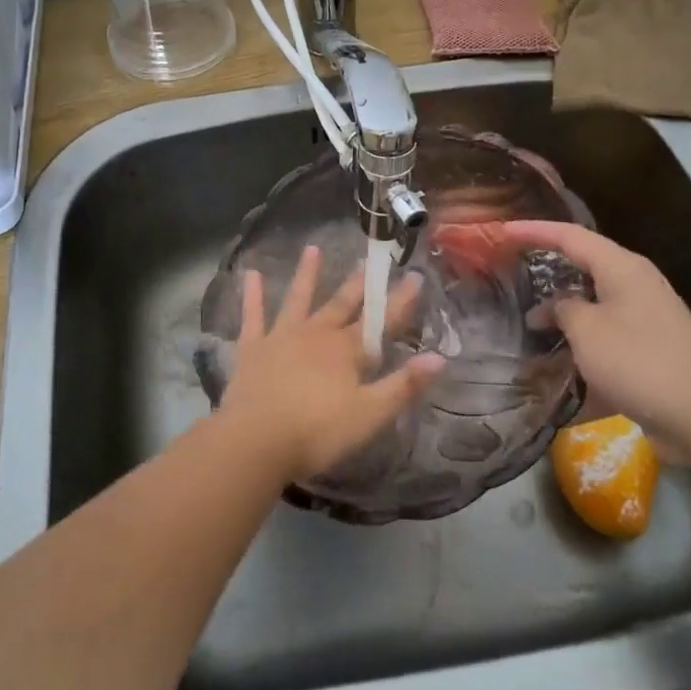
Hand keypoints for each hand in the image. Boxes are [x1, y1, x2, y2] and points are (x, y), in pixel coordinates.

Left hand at [217, 245, 444, 483]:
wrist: (256, 441)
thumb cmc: (318, 433)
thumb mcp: (370, 415)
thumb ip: (404, 385)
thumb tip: (440, 357)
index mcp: (347, 351)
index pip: (381, 321)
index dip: (401, 300)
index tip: (416, 276)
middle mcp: (316, 334)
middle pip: (342, 304)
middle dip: (359, 283)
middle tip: (369, 259)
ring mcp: (282, 337)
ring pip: (298, 299)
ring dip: (307, 274)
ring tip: (312, 248)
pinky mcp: (253, 348)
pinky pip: (253, 316)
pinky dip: (253, 295)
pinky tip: (251, 274)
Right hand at [498, 220, 690, 452]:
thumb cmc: (640, 360)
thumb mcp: (587, 329)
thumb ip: (563, 309)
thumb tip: (555, 307)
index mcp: (621, 268)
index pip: (569, 236)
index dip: (532, 231)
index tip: (499, 232)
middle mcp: (634, 286)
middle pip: (581, 267)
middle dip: (544, 272)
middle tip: (508, 275)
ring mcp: (643, 320)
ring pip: (590, 307)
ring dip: (559, 317)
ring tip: (524, 328)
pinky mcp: (647, 353)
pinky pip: (602, 341)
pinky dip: (578, 350)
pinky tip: (554, 371)